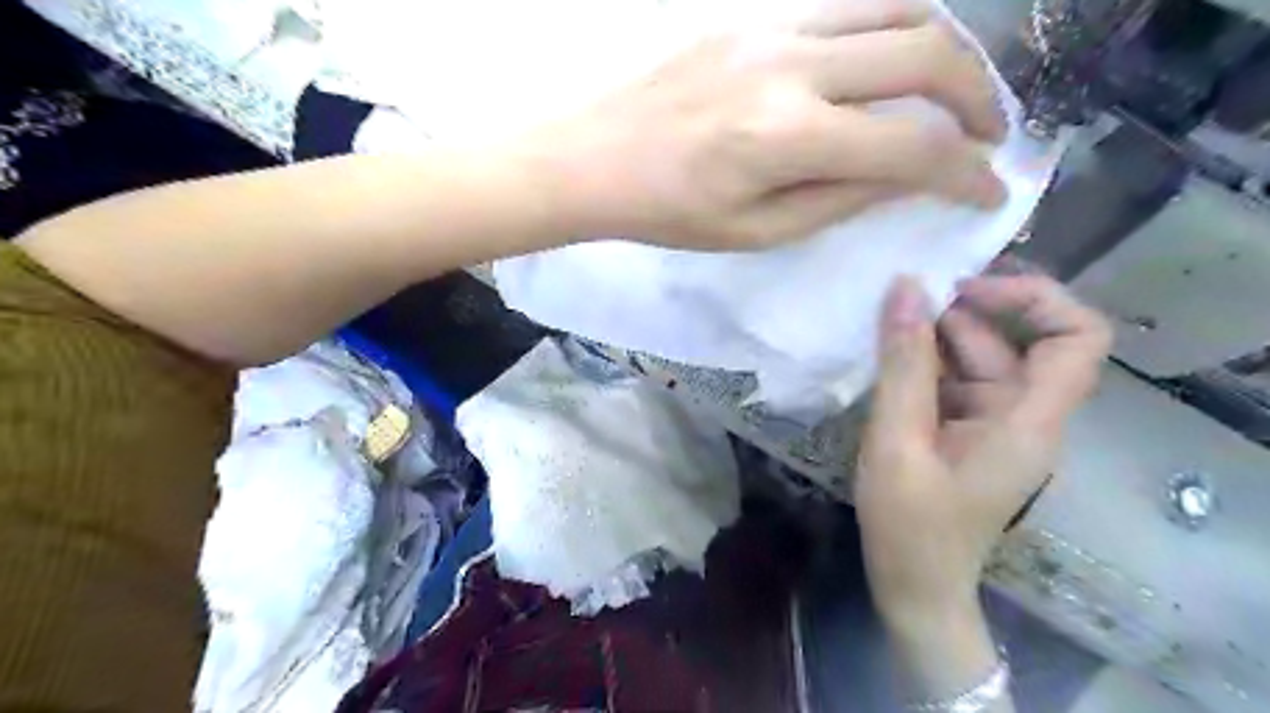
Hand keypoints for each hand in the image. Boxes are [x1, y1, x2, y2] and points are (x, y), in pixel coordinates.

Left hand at [535, 1, 1014, 249]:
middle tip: (985, 135)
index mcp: (788, 137)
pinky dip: (889, 28)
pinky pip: (846, 4)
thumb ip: (838, 201)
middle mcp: (792, 66)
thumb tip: (905, 179)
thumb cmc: (668, 211)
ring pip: (895, 8)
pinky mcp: (753, 14)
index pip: (910, 146)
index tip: (988, 192)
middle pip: (926, 53)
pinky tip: (889, 61)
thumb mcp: (755, 231)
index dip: (964, 173)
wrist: (595, 157)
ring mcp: (772, 27)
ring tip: (950, 93)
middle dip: (978, 98)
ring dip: (943, 50)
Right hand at [853, 275, 1114, 625]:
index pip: (1077, 338)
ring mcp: (995, 426)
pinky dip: (923, 366)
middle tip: (898, 303)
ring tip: (882, 330)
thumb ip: (902, 364)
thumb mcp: (897, 439)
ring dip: (933, 340)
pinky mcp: (968, 433)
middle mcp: (1024, 416)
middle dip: (959, 316)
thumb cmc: (909, 524)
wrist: (914, 586)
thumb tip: (905, 288)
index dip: (1033, 298)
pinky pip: (955, 383)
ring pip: (978, 360)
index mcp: (1027, 422)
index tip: (965, 291)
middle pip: (1015, 342)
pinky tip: (885, 362)